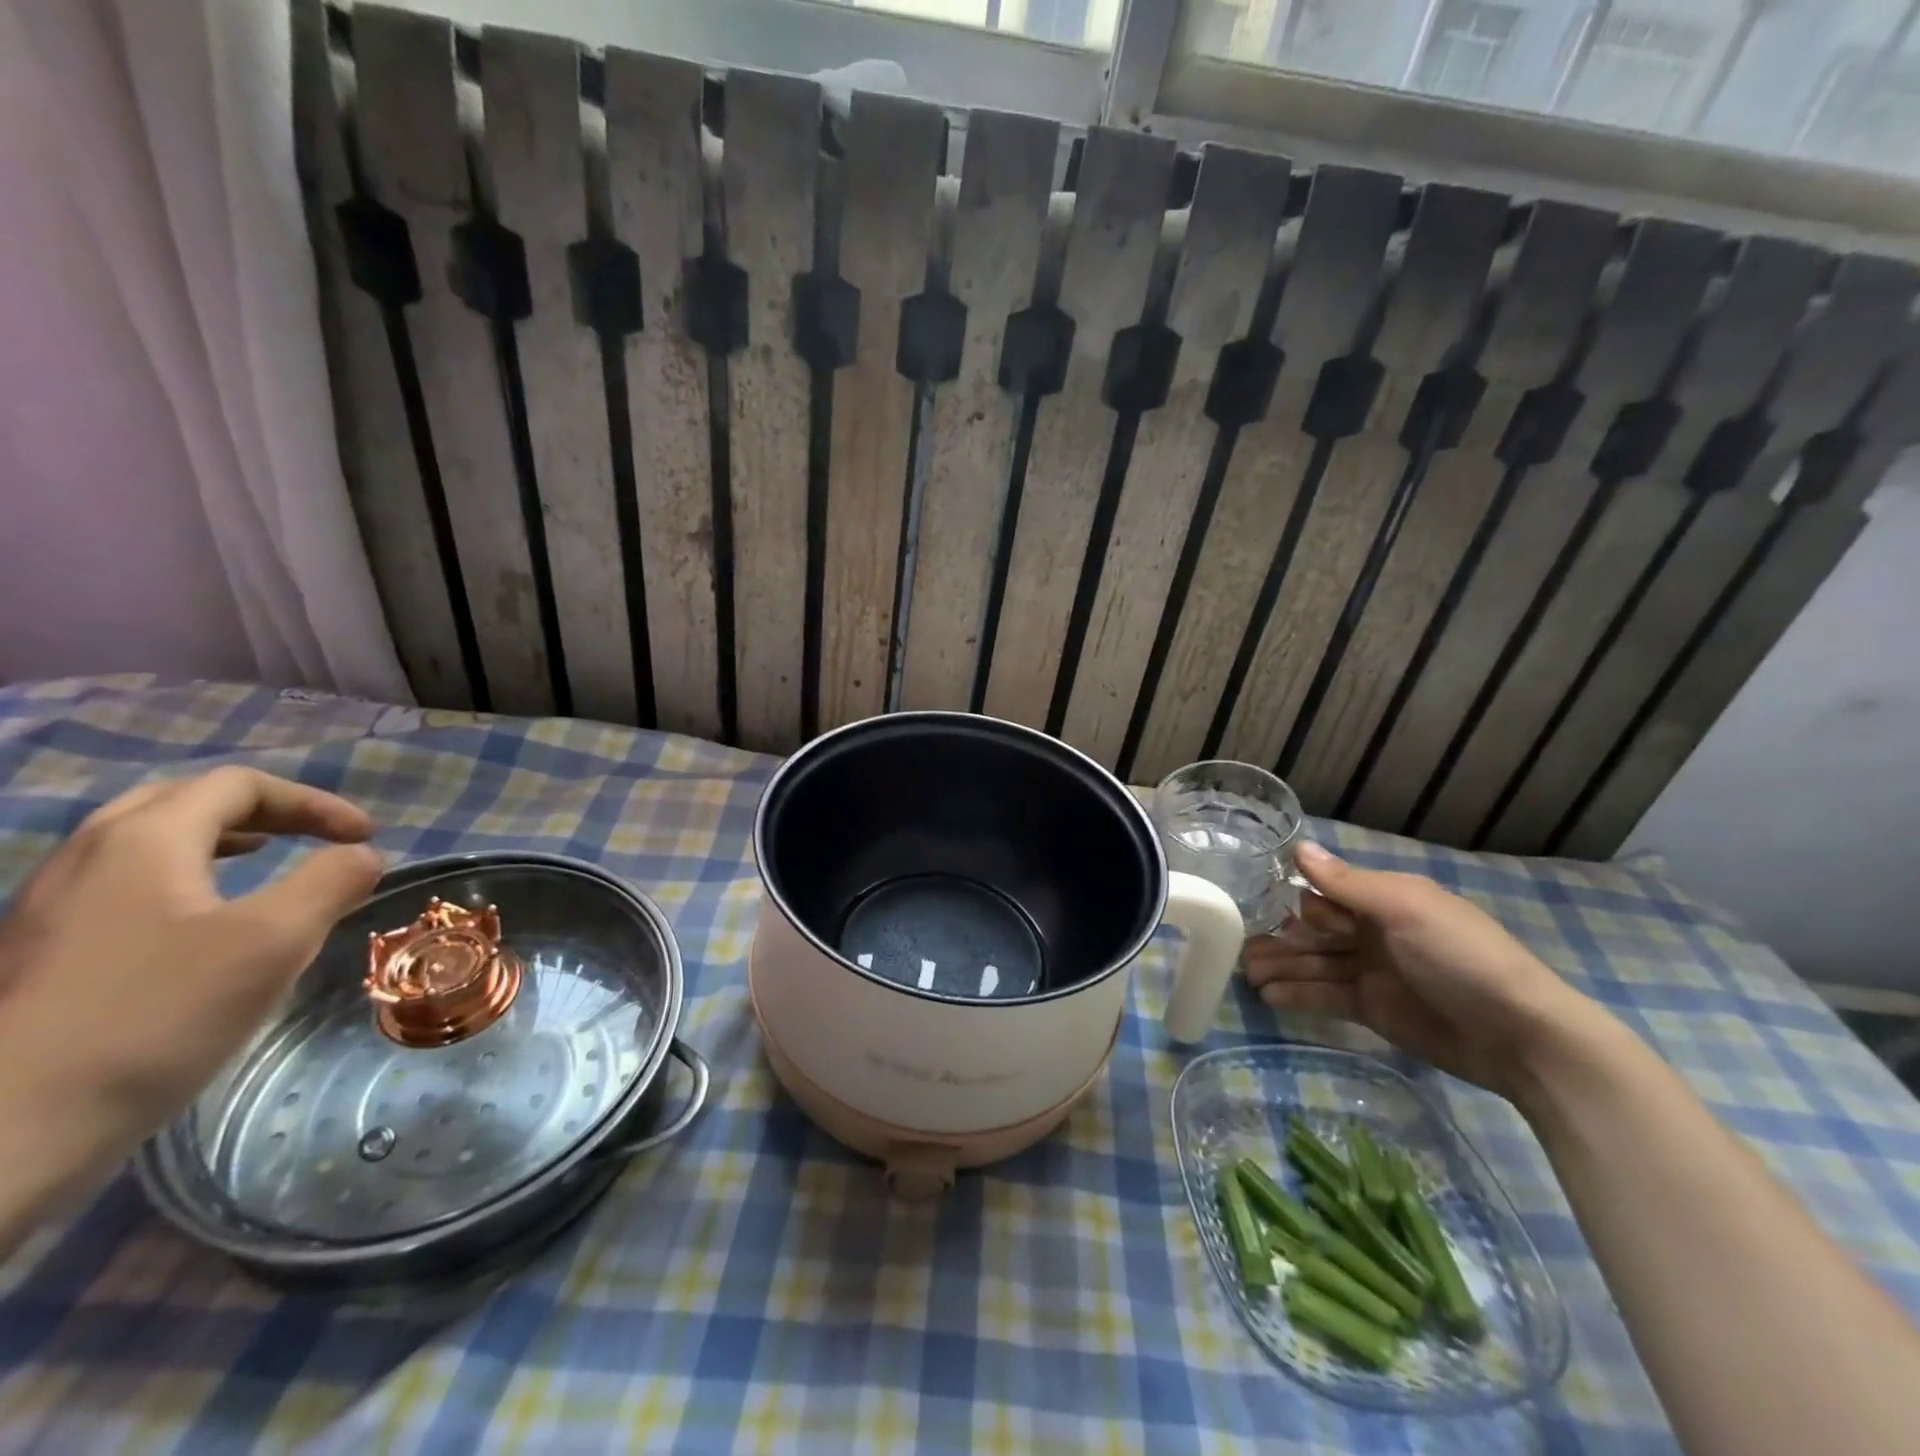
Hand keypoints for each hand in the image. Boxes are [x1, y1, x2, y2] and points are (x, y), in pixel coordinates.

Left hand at [0, 768, 382, 1243]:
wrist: (7, 1131)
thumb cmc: (156, 1017)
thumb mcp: (276, 940)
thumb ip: (332, 881)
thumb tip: (362, 855)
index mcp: (143, 841)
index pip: (240, 786)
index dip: (314, 802)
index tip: (365, 838)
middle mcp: (87, 858)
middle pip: (182, 801)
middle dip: (262, 811)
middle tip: (312, 836)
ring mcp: (49, 907)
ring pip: (142, 842)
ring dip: (218, 840)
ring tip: (262, 864)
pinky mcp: (38, 953)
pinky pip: (120, 884)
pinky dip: (180, 877)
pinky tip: (201, 922)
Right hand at [1243, 841, 1597, 1097]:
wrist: (1520, 1036)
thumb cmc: (1462, 957)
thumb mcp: (1405, 910)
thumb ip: (1347, 883)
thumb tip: (1299, 848)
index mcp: (1385, 900)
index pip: (1326, 893)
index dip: (1293, 900)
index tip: (1254, 904)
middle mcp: (1374, 932)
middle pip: (1314, 930)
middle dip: (1278, 937)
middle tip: (1237, 947)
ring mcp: (1373, 972)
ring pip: (1315, 963)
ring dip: (1281, 966)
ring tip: (1245, 975)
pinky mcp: (1373, 1010)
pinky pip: (1326, 996)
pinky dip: (1298, 994)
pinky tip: (1269, 996)